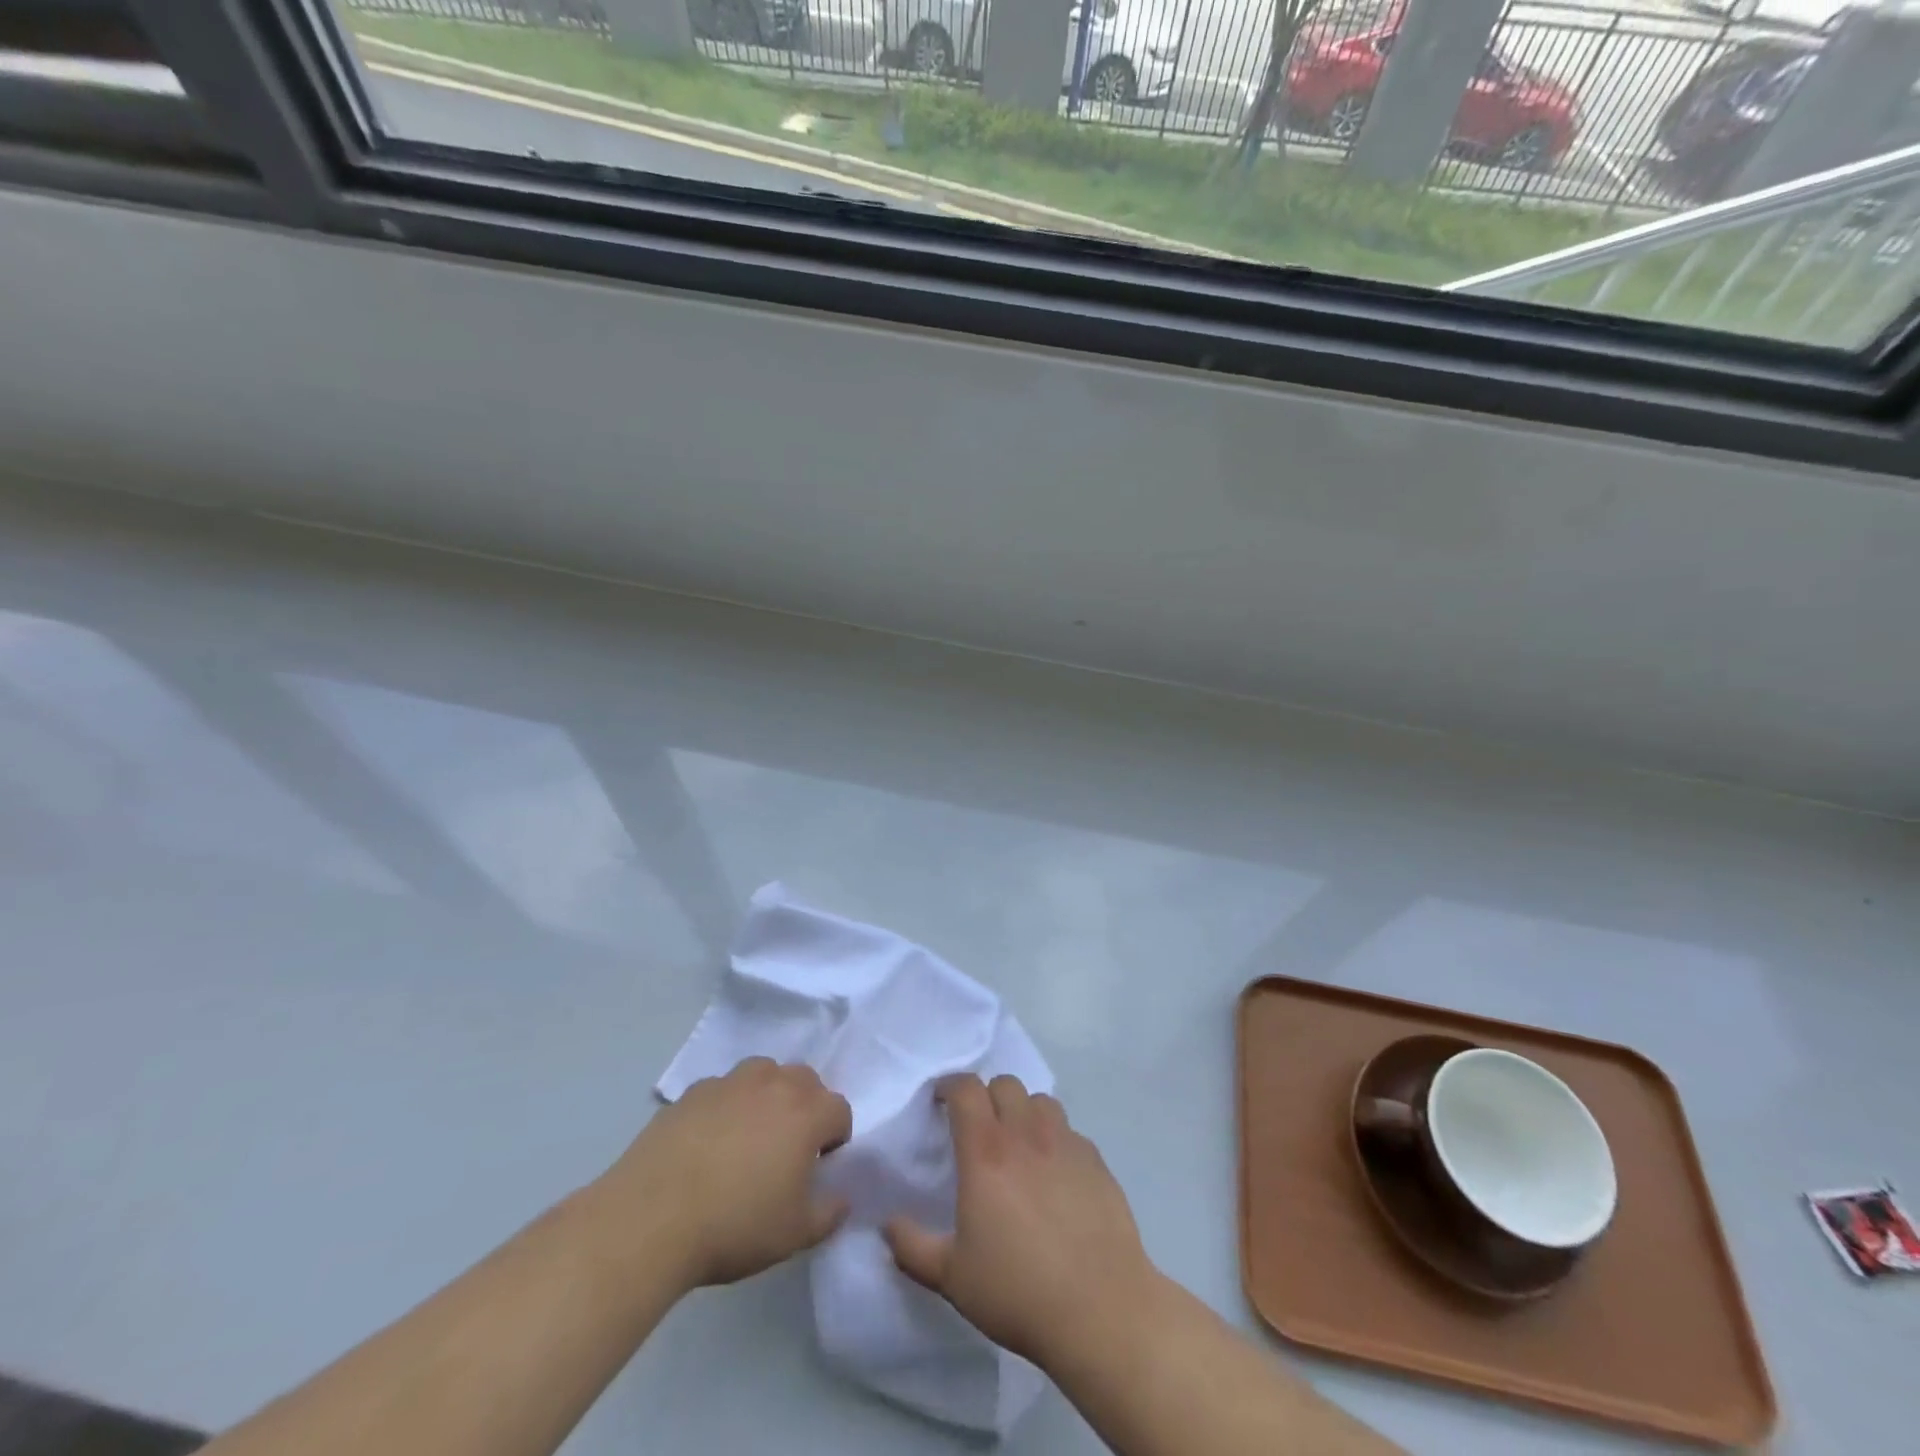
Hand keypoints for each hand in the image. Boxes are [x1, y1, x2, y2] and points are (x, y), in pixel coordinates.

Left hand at [605, 1057, 852, 1288]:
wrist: (652, 1218)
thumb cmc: (735, 1225)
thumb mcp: (794, 1234)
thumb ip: (829, 1212)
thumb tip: (840, 1197)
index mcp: (806, 1113)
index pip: (839, 1110)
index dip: (836, 1138)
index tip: (819, 1167)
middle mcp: (773, 1084)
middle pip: (806, 1080)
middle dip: (807, 1107)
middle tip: (789, 1147)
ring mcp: (731, 1082)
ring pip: (764, 1073)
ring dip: (769, 1095)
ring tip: (751, 1135)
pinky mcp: (693, 1092)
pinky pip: (724, 1089)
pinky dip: (728, 1105)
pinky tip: (710, 1141)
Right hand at [883, 1074, 1160, 1370]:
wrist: (1100, 1309)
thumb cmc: (1018, 1290)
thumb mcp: (952, 1277)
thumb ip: (912, 1247)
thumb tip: (887, 1225)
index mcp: (986, 1152)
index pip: (966, 1090)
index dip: (950, 1087)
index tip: (940, 1102)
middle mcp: (1026, 1134)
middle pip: (1005, 1084)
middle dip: (987, 1096)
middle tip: (979, 1127)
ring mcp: (1066, 1143)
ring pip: (1041, 1101)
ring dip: (1024, 1111)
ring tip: (1019, 1143)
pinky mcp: (1096, 1161)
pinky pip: (1070, 1132)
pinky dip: (1056, 1139)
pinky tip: (1056, 1174)